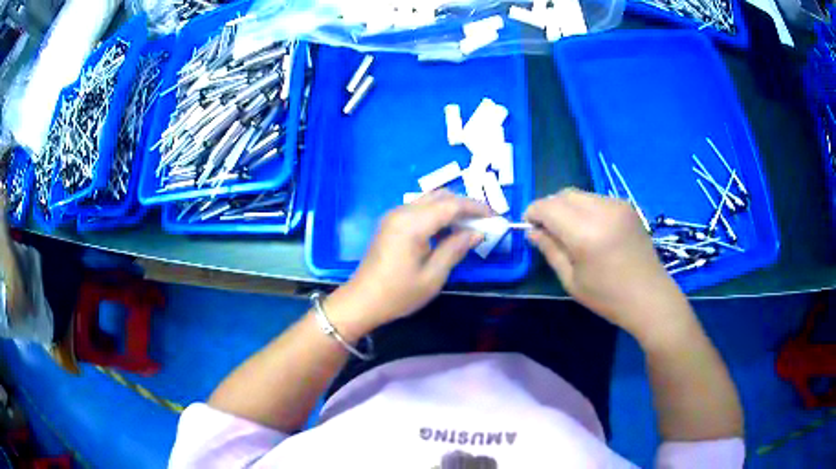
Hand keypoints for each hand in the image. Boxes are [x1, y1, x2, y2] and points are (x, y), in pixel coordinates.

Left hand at [325, 190, 489, 337]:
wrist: (362, 301)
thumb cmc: (398, 294)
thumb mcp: (433, 276)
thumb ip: (455, 249)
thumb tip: (477, 233)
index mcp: (412, 224)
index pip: (451, 205)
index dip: (476, 208)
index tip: (495, 217)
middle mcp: (402, 211)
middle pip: (441, 196)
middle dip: (466, 205)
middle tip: (485, 221)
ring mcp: (394, 215)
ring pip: (430, 199)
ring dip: (452, 207)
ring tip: (471, 225)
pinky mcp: (391, 222)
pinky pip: (420, 208)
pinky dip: (438, 213)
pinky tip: (449, 229)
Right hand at [524, 188, 690, 340]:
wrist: (650, 296)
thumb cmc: (608, 297)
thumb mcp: (572, 280)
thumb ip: (550, 250)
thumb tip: (532, 232)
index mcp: (585, 234)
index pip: (547, 207)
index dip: (533, 213)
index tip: (528, 226)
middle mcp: (601, 211)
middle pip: (563, 194)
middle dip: (549, 208)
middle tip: (547, 230)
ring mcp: (616, 205)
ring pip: (579, 194)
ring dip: (567, 207)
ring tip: (570, 230)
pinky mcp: (627, 205)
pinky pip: (596, 198)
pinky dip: (585, 208)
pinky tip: (591, 229)